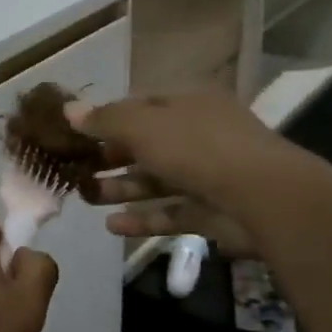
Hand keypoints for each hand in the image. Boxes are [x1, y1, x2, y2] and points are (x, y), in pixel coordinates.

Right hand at [67, 88, 288, 253]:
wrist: (263, 198)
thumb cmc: (196, 148)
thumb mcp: (141, 125)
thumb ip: (104, 119)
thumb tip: (68, 109)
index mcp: (187, 104)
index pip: (140, 106)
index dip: (107, 118)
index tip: (76, 134)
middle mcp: (198, 135)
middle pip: (146, 144)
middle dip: (110, 158)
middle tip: (76, 169)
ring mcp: (207, 175)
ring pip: (155, 180)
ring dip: (120, 189)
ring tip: (86, 198)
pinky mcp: (211, 212)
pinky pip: (169, 213)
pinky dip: (142, 219)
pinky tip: (112, 226)